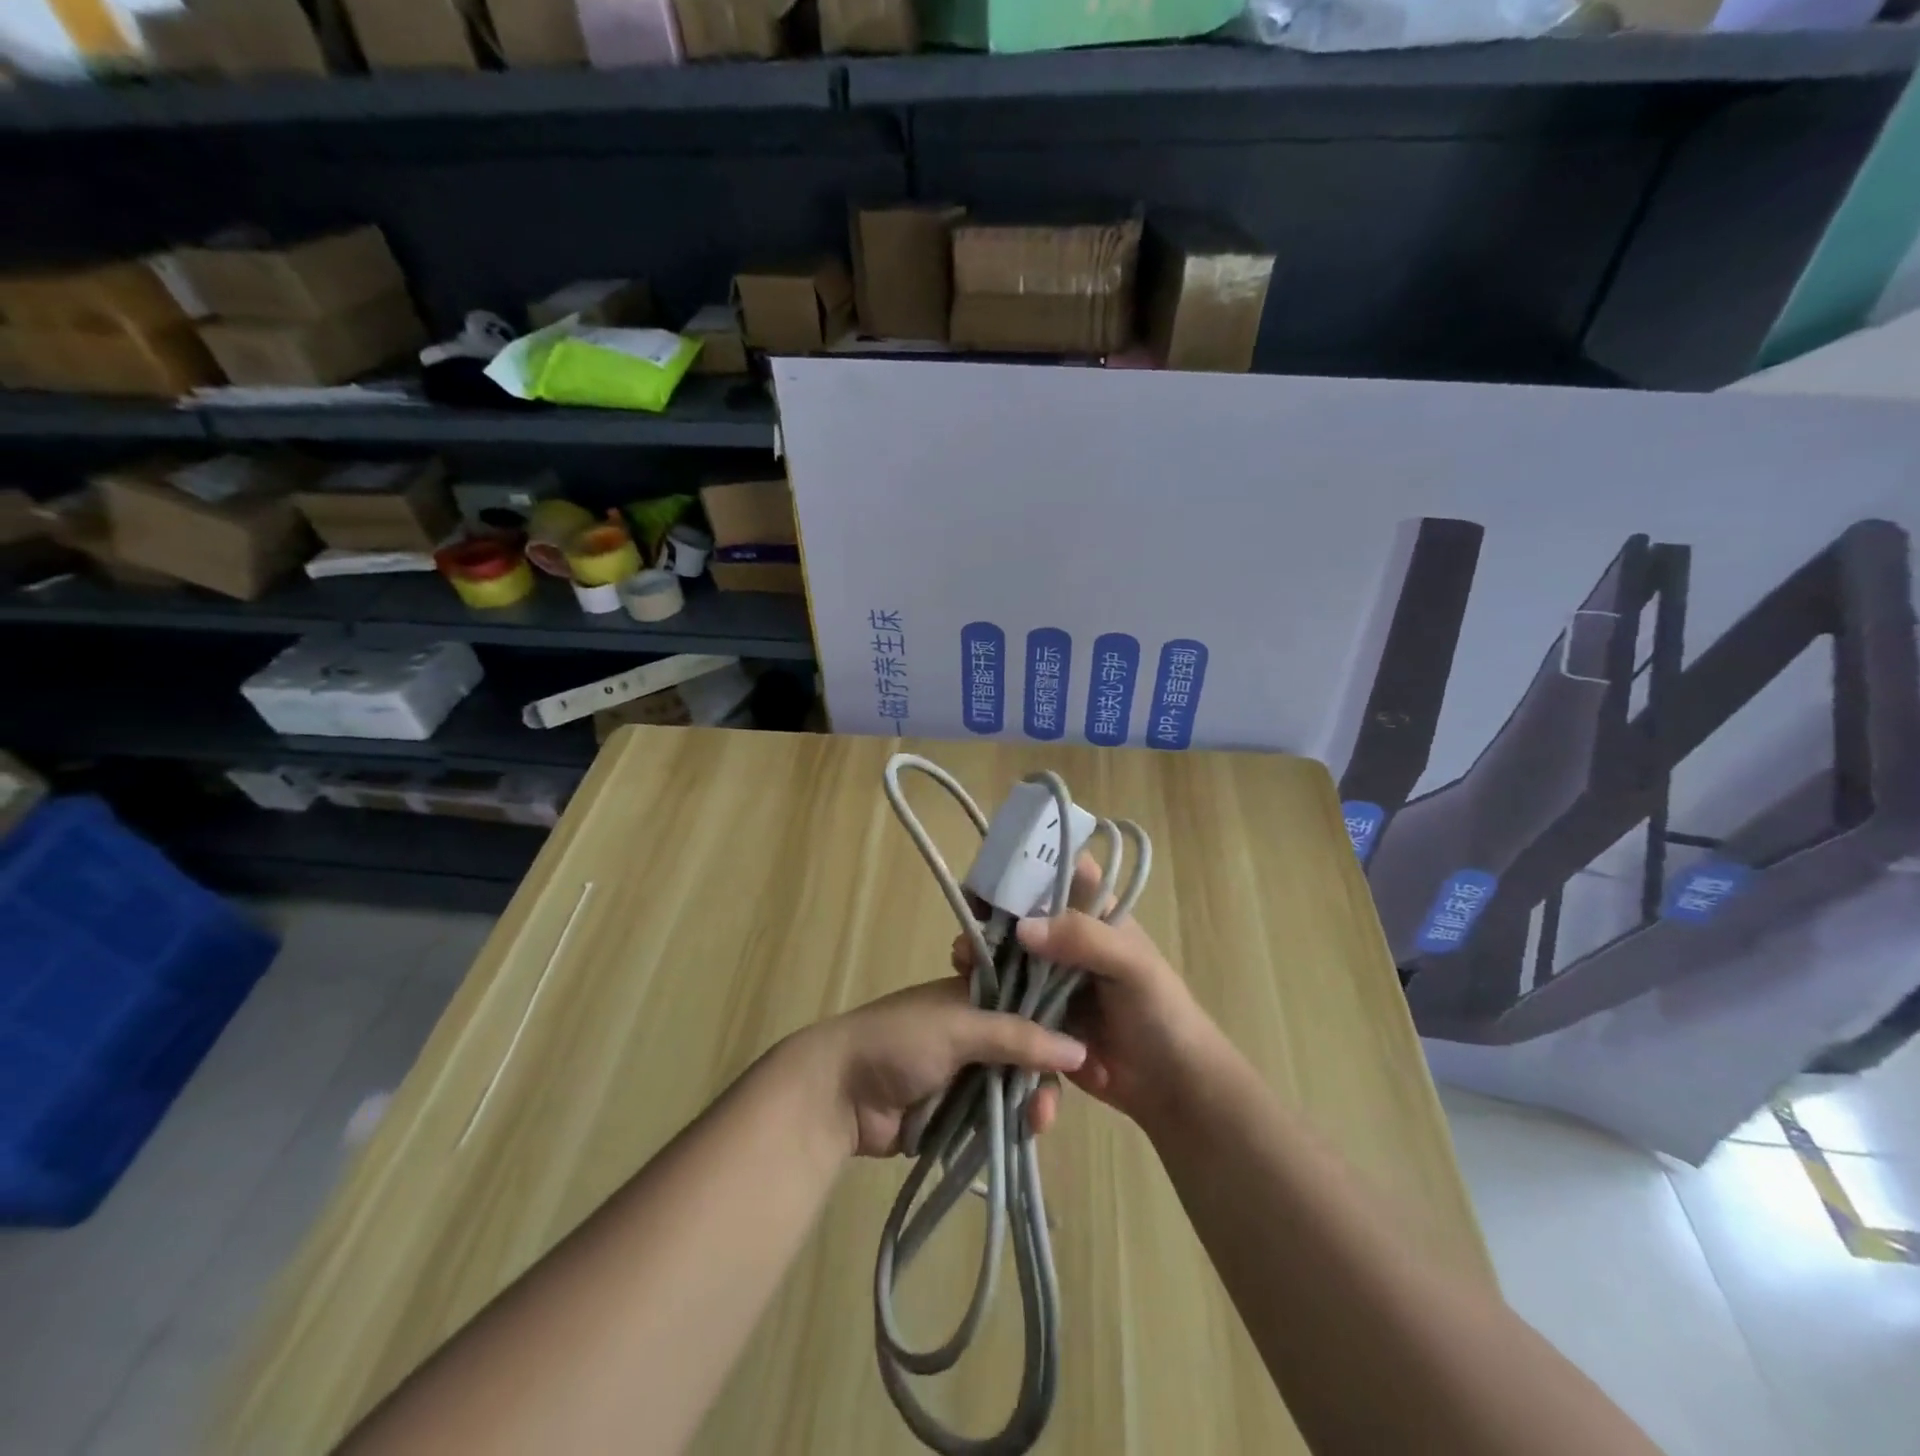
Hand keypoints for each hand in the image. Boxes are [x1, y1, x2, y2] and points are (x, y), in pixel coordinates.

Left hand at [807, 981, 1086, 1158]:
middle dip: (1044, 1074)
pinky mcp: (958, 1110)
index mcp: (975, 995)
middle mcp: (976, 1029)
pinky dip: (1011, 1123)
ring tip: (1036, 1124)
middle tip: (1048, 1106)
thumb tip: (1078, 1049)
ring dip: (1031, 1102)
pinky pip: (997, 1114)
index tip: (1089, 1051)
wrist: (839, 1093)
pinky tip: (1025, 1135)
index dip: (1058, 1023)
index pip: (1029, 1002)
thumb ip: (1017, 1036)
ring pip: (1016, 1084)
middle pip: (1028, 1049)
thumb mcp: (960, 1028)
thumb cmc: (898, 1041)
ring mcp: (967, 1071)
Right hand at [953, 858, 1215, 1130]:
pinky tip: (968, 996)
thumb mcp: (1132, 966)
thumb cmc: (1162, 1014)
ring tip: (964, 964)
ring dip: (982, 954)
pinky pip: (1006, 998)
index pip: (1056, 873)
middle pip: (1020, 914)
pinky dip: (985, 994)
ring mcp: (1050, 977)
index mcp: (1094, 914)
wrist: (1170, 1088)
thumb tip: (1022, 928)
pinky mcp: (1038, 1015)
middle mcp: (1067, 939)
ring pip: (1006, 955)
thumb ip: (1084, 939)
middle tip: (968, 928)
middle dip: (990, 916)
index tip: (988, 877)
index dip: (1023, 867)